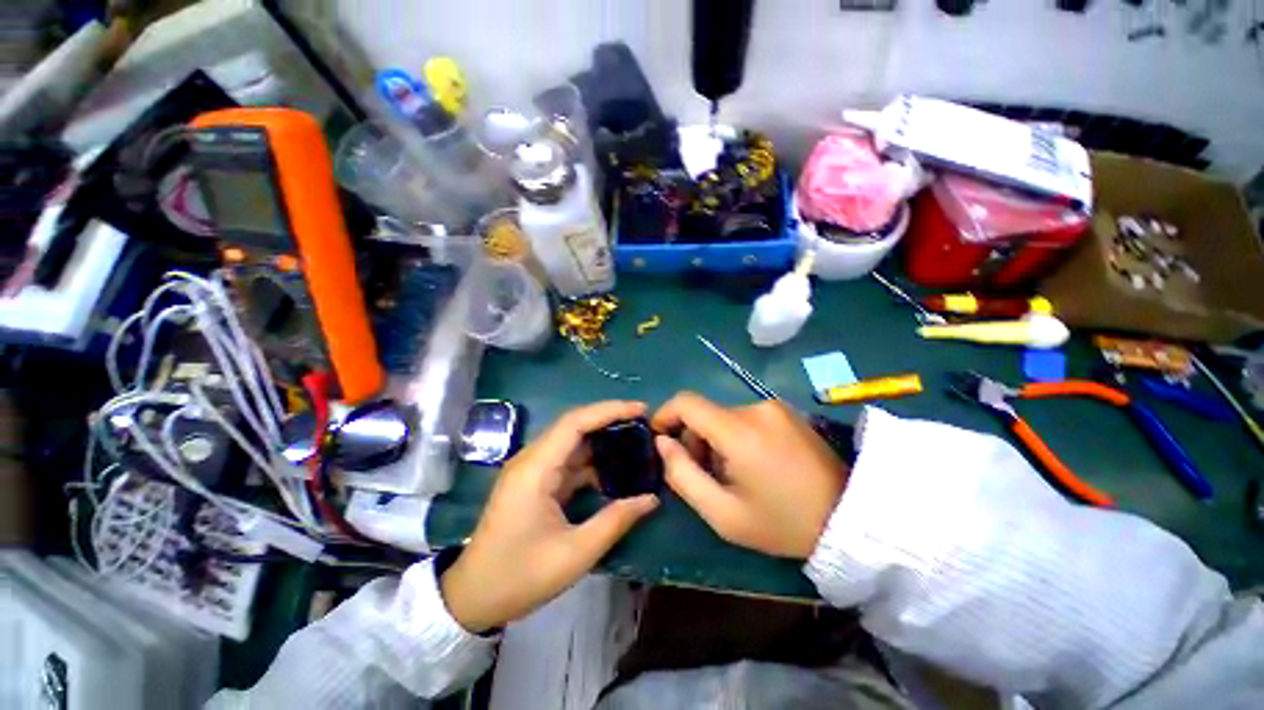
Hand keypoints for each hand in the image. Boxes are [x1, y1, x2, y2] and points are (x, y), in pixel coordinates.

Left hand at [440, 401, 658, 632]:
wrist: (472, 597)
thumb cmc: (520, 576)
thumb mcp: (575, 553)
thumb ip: (616, 520)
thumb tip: (651, 498)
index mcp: (536, 469)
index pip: (575, 422)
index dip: (609, 410)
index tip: (640, 409)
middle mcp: (532, 459)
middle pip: (574, 425)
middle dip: (609, 419)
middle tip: (643, 422)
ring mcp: (532, 470)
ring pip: (572, 441)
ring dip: (602, 438)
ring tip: (635, 440)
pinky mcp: (535, 481)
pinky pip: (568, 460)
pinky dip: (592, 460)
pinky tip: (614, 467)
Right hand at [652, 393, 847, 558]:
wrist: (847, 518)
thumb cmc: (781, 523)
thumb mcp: (722, 514)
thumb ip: (682, 474)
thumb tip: (662, 443)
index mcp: (739, 431)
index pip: (686, 402)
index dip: (665, 415)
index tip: (660, 440)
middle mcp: (756, 408)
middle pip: (704, 413)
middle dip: (694, 439)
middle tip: (704, 474)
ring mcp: (774, 407)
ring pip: (723, 416)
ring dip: (715, 440)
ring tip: (732, 474)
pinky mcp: (786, 411)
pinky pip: (745, 417)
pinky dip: (735, 436)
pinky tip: (753, 463)